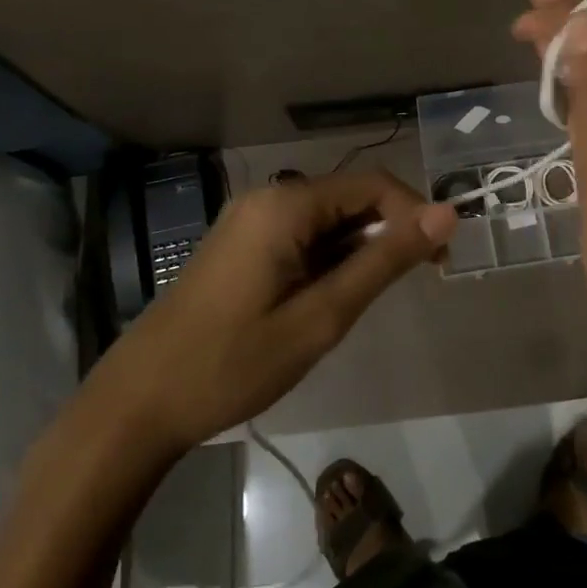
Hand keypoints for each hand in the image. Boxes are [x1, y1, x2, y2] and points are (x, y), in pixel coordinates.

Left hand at [97, 172, 455, 452]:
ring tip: (366, 301)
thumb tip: (446, 213)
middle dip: (389, 232)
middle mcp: (269, 198)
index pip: (373, 185)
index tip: (441, 261)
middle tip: (416, 282)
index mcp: (286, 204)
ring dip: (359, 249)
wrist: (140, 401)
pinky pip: (302, 234)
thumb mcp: (321, 316)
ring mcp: (251, 219)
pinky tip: (330, 298)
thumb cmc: (233, 362)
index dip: (415, 214)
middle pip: (350, 197)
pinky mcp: (242, 243)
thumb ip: (384, 261)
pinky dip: (329, 257)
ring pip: (327, 219)